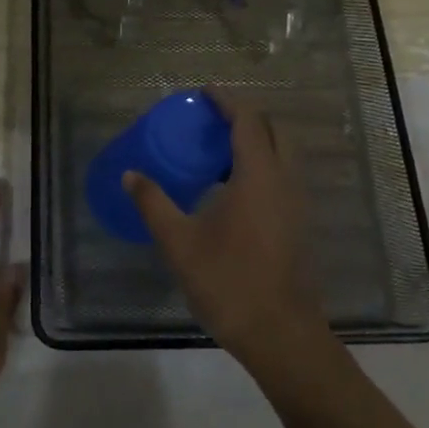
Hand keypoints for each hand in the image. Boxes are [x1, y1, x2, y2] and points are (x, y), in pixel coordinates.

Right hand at [125, 94, 333, 374]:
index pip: (248, 122)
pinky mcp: (299, 224)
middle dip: (246, 117)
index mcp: (258, 176)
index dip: (227, 102)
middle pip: (274, 131)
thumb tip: (129, 174)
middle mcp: (285, 181)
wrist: (280, 334)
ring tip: (219, 151)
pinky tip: (234, 190)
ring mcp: (297, 204)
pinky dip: (263, 166)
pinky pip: (284, 177)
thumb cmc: (228, 282)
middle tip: (212, 120)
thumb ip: (153, 203)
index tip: (205, 93)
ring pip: (284, 155)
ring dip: (257, 142)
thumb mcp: (179, 242)